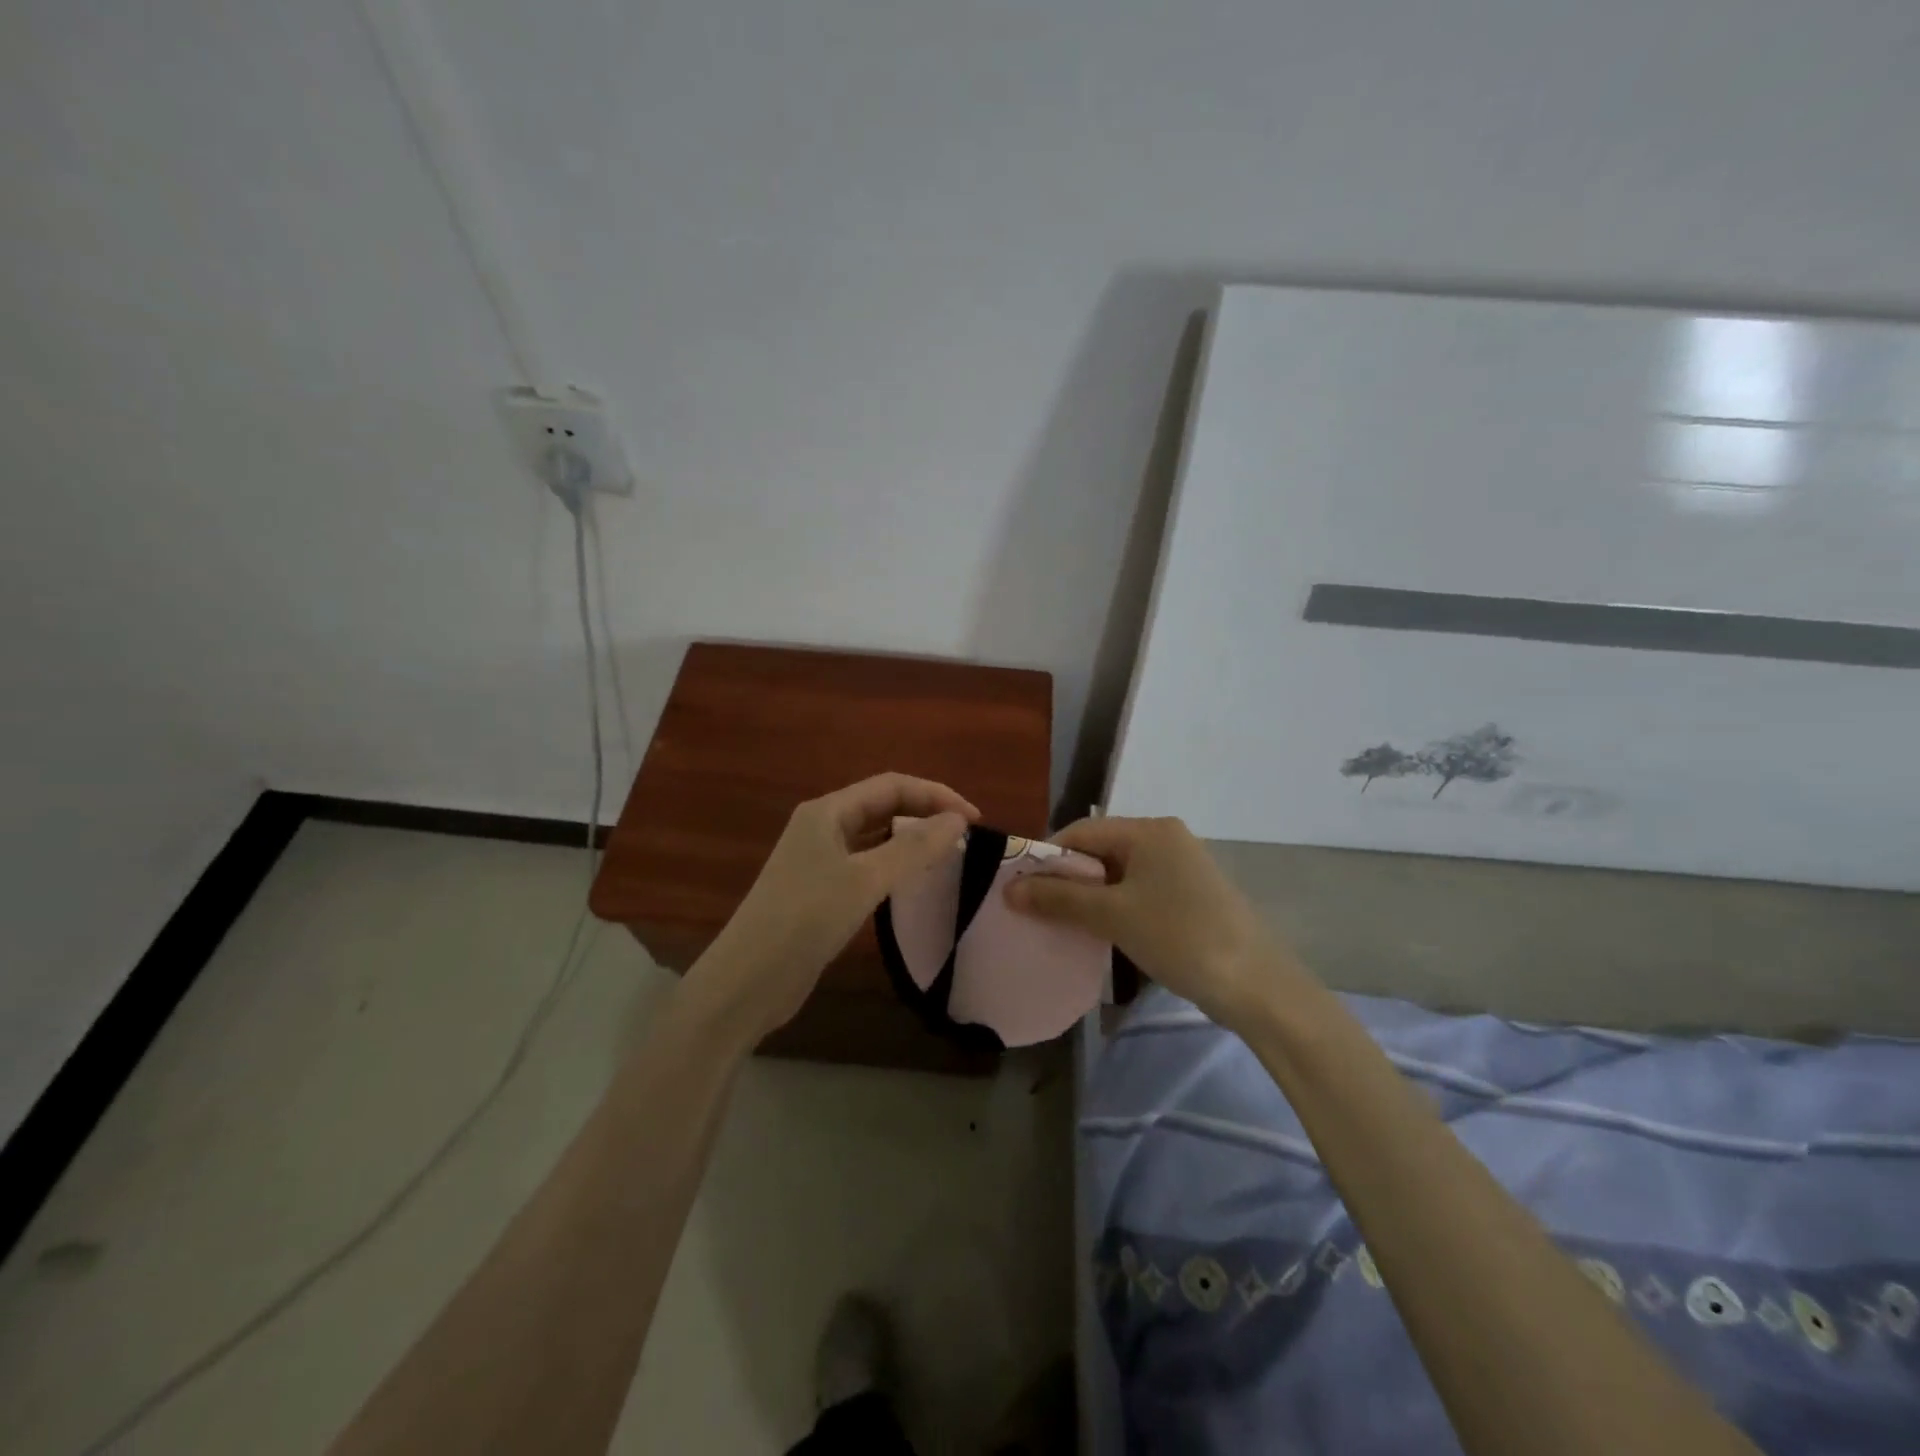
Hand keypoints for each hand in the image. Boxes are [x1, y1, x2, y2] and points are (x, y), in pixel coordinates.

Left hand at [688, 773, 978, 1044]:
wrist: (747, 982)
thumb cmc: (805, 920)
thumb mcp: (864, 880)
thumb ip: (913, 848)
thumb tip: (958, 820)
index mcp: (827, 811)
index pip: (892, 785)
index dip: (936, 795)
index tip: (974, 820)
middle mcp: (822, 827)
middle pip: (882, 806)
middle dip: (925, 813)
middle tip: (965, 836)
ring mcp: (818, 860)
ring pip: (875, 836)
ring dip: (911, 839)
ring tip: (947, 854)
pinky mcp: (820, 891)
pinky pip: (866, 864)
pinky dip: (894, 865)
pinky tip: (913, 882)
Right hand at [1005, 815, 1304, 1030]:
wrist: (1257, 985)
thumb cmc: (1179, 937)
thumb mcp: (1113, 916)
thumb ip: (1059, 899)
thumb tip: (1009, 889)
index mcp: (1149, 830)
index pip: (1081, 832)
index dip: (1046, 857)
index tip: (1019, 888)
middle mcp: (1165, 838)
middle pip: (1100, 850)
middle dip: (1066, 879)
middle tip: (1036, 910)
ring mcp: (1181, 867)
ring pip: (1118, 874)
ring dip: (1088, 896)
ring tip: (1062, 924)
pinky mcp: (1190, 895)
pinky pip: (1138, 891)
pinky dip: (1114, 907)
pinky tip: (1100, 931)